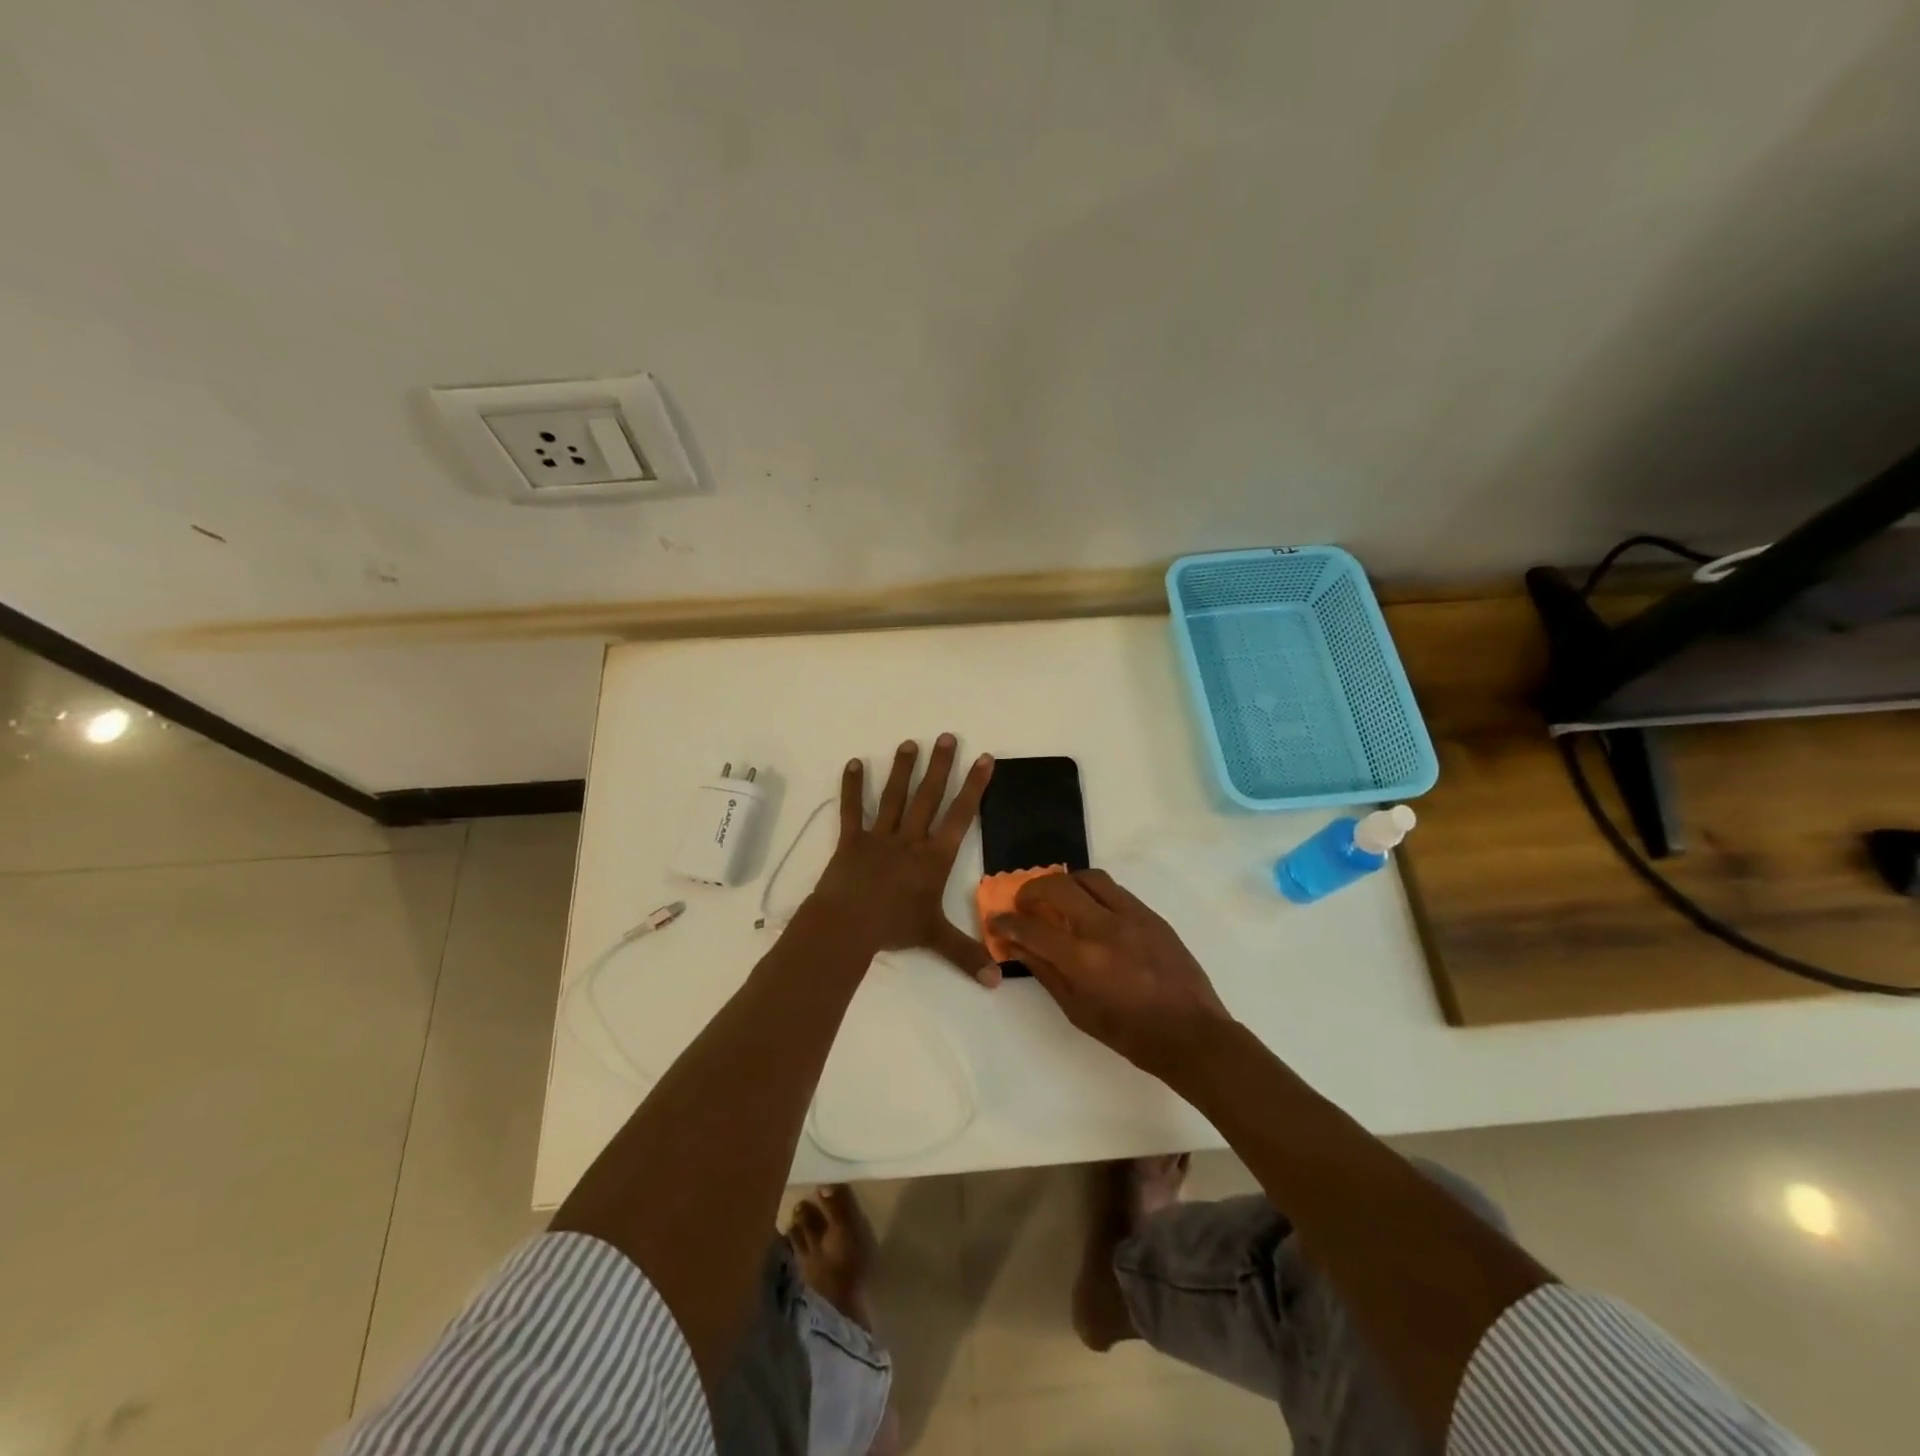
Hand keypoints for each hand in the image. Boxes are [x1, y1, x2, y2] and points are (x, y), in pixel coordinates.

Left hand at [810, 735, 999, 985]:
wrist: (848, 925)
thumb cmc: (895, 927)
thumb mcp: (936, 938)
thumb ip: (967, 955)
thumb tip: (997, 982)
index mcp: (934, 857)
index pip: (961, 815)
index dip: (975, 786)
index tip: (985, 758)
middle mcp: (910, 839)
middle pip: (929, 796)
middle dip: (941, 765)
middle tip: (948, 736)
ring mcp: (880, 836)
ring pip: (895, 796)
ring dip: (903, 769)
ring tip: (910, 742)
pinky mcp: (851, 840)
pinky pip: (852, 810)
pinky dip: (852, 787)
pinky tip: (854, 763)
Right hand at [991, 870, 1230, 1079]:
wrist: (1191, 1034)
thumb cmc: (1129, 1034)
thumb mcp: (1077, 1011)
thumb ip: (1045, 972)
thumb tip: (1016, 947)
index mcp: (1082, 960)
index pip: (1031, 929)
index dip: (1007, 923)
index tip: (996, 921)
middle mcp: (1104, 928)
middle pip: (1057, 887)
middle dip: (1031, 890)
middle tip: (1024, 903)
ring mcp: (1131, 916)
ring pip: (1088, 878)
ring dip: (1065, 883)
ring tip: (1057, 899)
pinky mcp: (1151, 914)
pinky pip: (1114, 889)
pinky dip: (1093, 892)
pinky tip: (1090, 909)